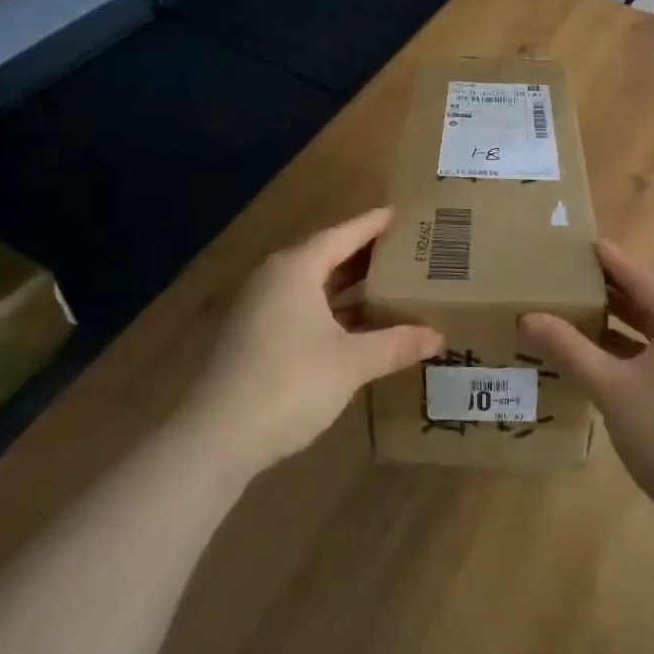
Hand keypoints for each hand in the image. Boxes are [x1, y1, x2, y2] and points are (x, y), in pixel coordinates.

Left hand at [186, 208, 442, 473]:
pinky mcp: (253, 336)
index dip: (374, 224)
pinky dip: (331, 308)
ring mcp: (259, 308)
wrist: (215, 438)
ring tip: (389, 284)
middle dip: (365, 254)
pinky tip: (356, 325)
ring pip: (313, 284)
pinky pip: (301, 307)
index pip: (343, 234)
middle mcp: (275, 278)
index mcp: (296, 268)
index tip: (402, 214)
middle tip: (406, 250)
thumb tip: (438, 337)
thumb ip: (396, 344)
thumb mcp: (352, 363)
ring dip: (348, 284)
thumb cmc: (289, 384)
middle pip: (327, 254)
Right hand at [521, 240, 653, 543]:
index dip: (606, 259)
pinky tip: (609, 352)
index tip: (576, 243)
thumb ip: (569, 348)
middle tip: (569, 277)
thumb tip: (528, 317)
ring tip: (582, 310)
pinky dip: (642, 344)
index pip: (639, 274)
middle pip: (652, 296)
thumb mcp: (610, 388)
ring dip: (625, 318)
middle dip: (612, 289)